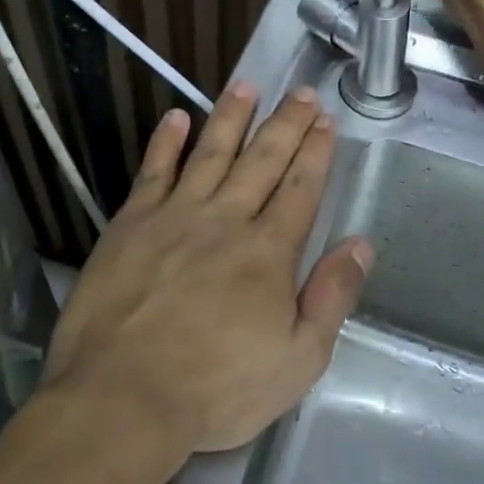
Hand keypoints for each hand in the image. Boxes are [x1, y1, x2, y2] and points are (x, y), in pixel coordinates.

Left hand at [43, 84, 373, 455]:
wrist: (122, 398)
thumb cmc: (216, 389)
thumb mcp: (297, 360)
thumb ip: (331, 297)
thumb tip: (360, 245)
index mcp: (268, 252)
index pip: (300, 188)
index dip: (316, 152)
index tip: (326, 121)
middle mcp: (225, 220)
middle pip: (262, 160)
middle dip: (286, 124)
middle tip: (301, 92)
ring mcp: (174, 217)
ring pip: (210, 153)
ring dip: (231, 117)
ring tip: (246, 86)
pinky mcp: (130, 225)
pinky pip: (153, 171)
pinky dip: (167, 142)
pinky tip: (177, 118)